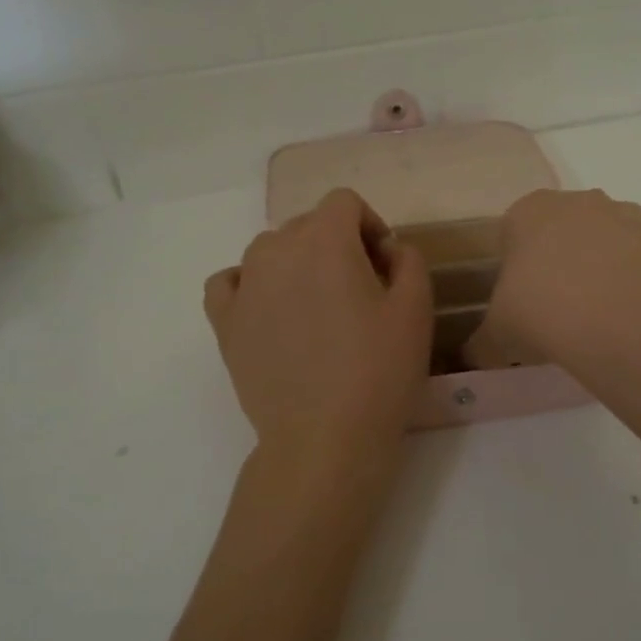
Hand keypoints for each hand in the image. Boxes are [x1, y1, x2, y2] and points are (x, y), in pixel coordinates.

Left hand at [204, 189, 431, 471]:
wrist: (324, 438)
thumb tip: (385, 250)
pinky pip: (230, 282)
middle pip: (307, 225)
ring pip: (269, 250)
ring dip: (296, 263)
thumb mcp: (416, 309)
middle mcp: (276, 250)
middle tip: (360, 290)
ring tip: (317, 305)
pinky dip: (250, 284)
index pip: (344, 202)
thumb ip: (408, 260)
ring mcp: (244, 286)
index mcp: (325, 240)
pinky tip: (269, 308)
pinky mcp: (225, 323)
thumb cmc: (379, 372)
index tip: (384, 264)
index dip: (369, 225)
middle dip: (337, 244)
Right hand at [470, 189, 640, 395]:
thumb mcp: (498, 335)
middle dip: (565, 260)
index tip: (522, 299)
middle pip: (567, 228)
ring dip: (609, 266)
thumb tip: (471, 357)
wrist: (627, 322)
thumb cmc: (545, 314)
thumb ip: (481, 342)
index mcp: (530, 211)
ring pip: (614, 238)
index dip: (516, 265)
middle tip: (562, 308)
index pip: (514, 229)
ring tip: (607, 316)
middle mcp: (582, 201)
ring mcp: (632, 214)